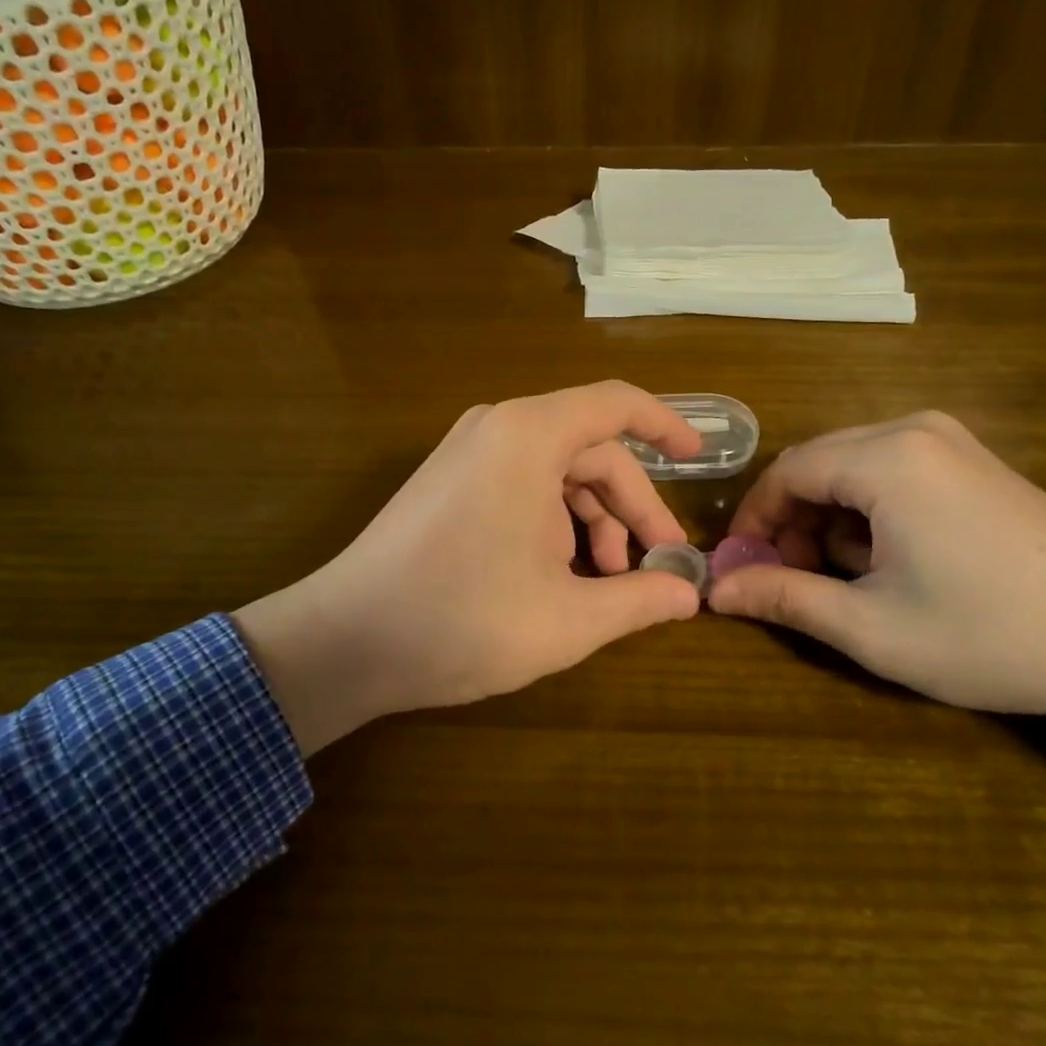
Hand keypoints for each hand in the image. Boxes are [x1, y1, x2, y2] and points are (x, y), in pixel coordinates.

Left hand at [234, 382, 703, 753]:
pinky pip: (522, 483)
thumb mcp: (568, 618)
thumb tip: (688, 595)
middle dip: (631, 505)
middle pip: (590, 449)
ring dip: (592, 520)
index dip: (666, 425)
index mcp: (529, 436)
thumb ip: (638, 598)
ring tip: (605, 582)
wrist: (345, 641)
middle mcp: (497, 428)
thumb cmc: (462, 620)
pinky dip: (554, 521)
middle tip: (657, 563)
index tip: (700, 457)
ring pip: (557, 471)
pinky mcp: (449, 482)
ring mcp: (467, 454)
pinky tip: (560, 574)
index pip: (616, 404)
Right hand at [706, 412, 1045, 778]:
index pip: (786, 472)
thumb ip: (785, 599)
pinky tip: (893, 558)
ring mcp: (950, 438)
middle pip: (817, 463)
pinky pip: (891, 469)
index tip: (744, 569)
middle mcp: (914, 429)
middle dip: (793, 521)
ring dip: (831, 518)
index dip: (755, 521)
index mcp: (887, 458)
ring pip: (851, 466)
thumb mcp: (872, 627)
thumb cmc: (991, 636)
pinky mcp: (973, 458)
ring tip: (848, 577)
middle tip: (793, 579)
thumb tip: (715, 592)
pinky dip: (869, 509)